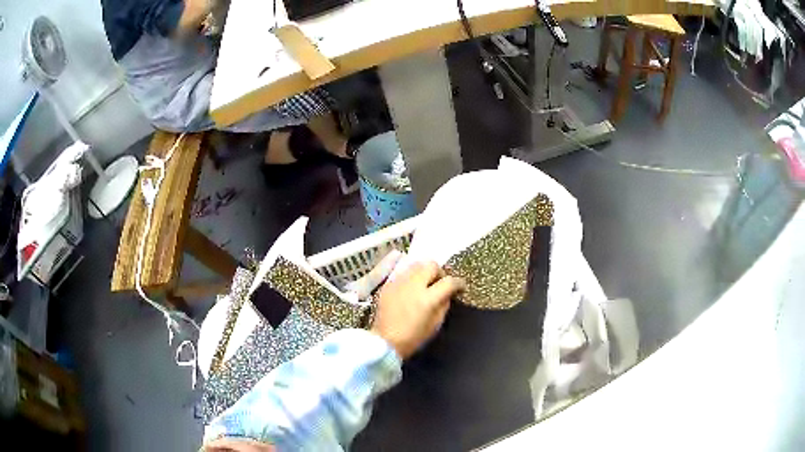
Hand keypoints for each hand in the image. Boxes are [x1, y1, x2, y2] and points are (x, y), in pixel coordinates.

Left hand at [371, 262, 465, 358]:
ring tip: (425, 285)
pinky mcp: (388, 284)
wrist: (385, 341)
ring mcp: (398, 282)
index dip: (458, 283)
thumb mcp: (436, 324)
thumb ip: (444, 304)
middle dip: (439, 273)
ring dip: (424, 272)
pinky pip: (404, 273)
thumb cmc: (413, 337)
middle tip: (440, 284)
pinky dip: (411, 278)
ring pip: (416, 265)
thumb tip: (448, 293)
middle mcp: (413, 285)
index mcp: (427, 298)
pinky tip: (410, 290)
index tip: (460, 287)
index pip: (449, 282)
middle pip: (431, 265)